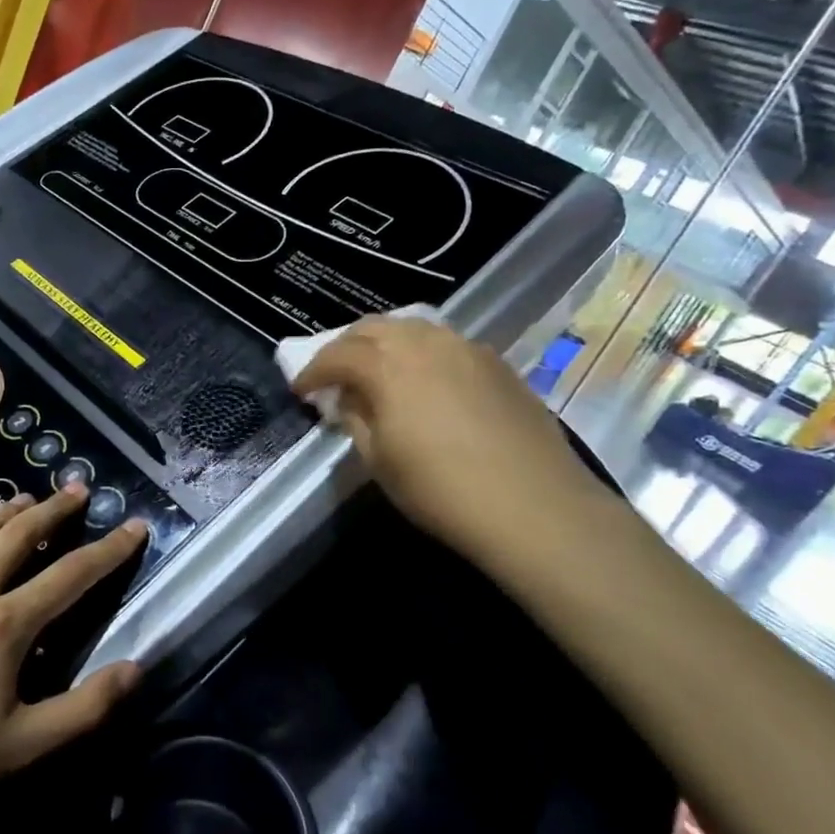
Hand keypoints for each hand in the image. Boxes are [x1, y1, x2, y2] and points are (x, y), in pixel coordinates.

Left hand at [0, 487, 146, 816]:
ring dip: (5, 512)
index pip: (71, 575)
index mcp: (5, 625)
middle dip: (55, 509)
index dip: (109, 550)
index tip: (135, 526)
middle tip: (78, 489)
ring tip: (28, 498)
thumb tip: (135, 669)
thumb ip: (85, 708)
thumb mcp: (24, 747)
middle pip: (20, 535)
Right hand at [293, 317, 597, 563]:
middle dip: (346, 347)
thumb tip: (348, 399)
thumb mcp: (378, 461)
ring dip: (385, 344)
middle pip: (373, 327)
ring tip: (378, 372)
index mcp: (388, 365)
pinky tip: (425, 382)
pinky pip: (446, 344)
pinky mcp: (498, 363)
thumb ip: (355, 419)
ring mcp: (467, 348)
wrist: (533, 506)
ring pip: (413, 328)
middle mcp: (426, 343)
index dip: (313, 371)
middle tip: (335, 375)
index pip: (337, 354)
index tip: (301, 391)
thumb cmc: (440, 490)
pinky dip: (422, 353)